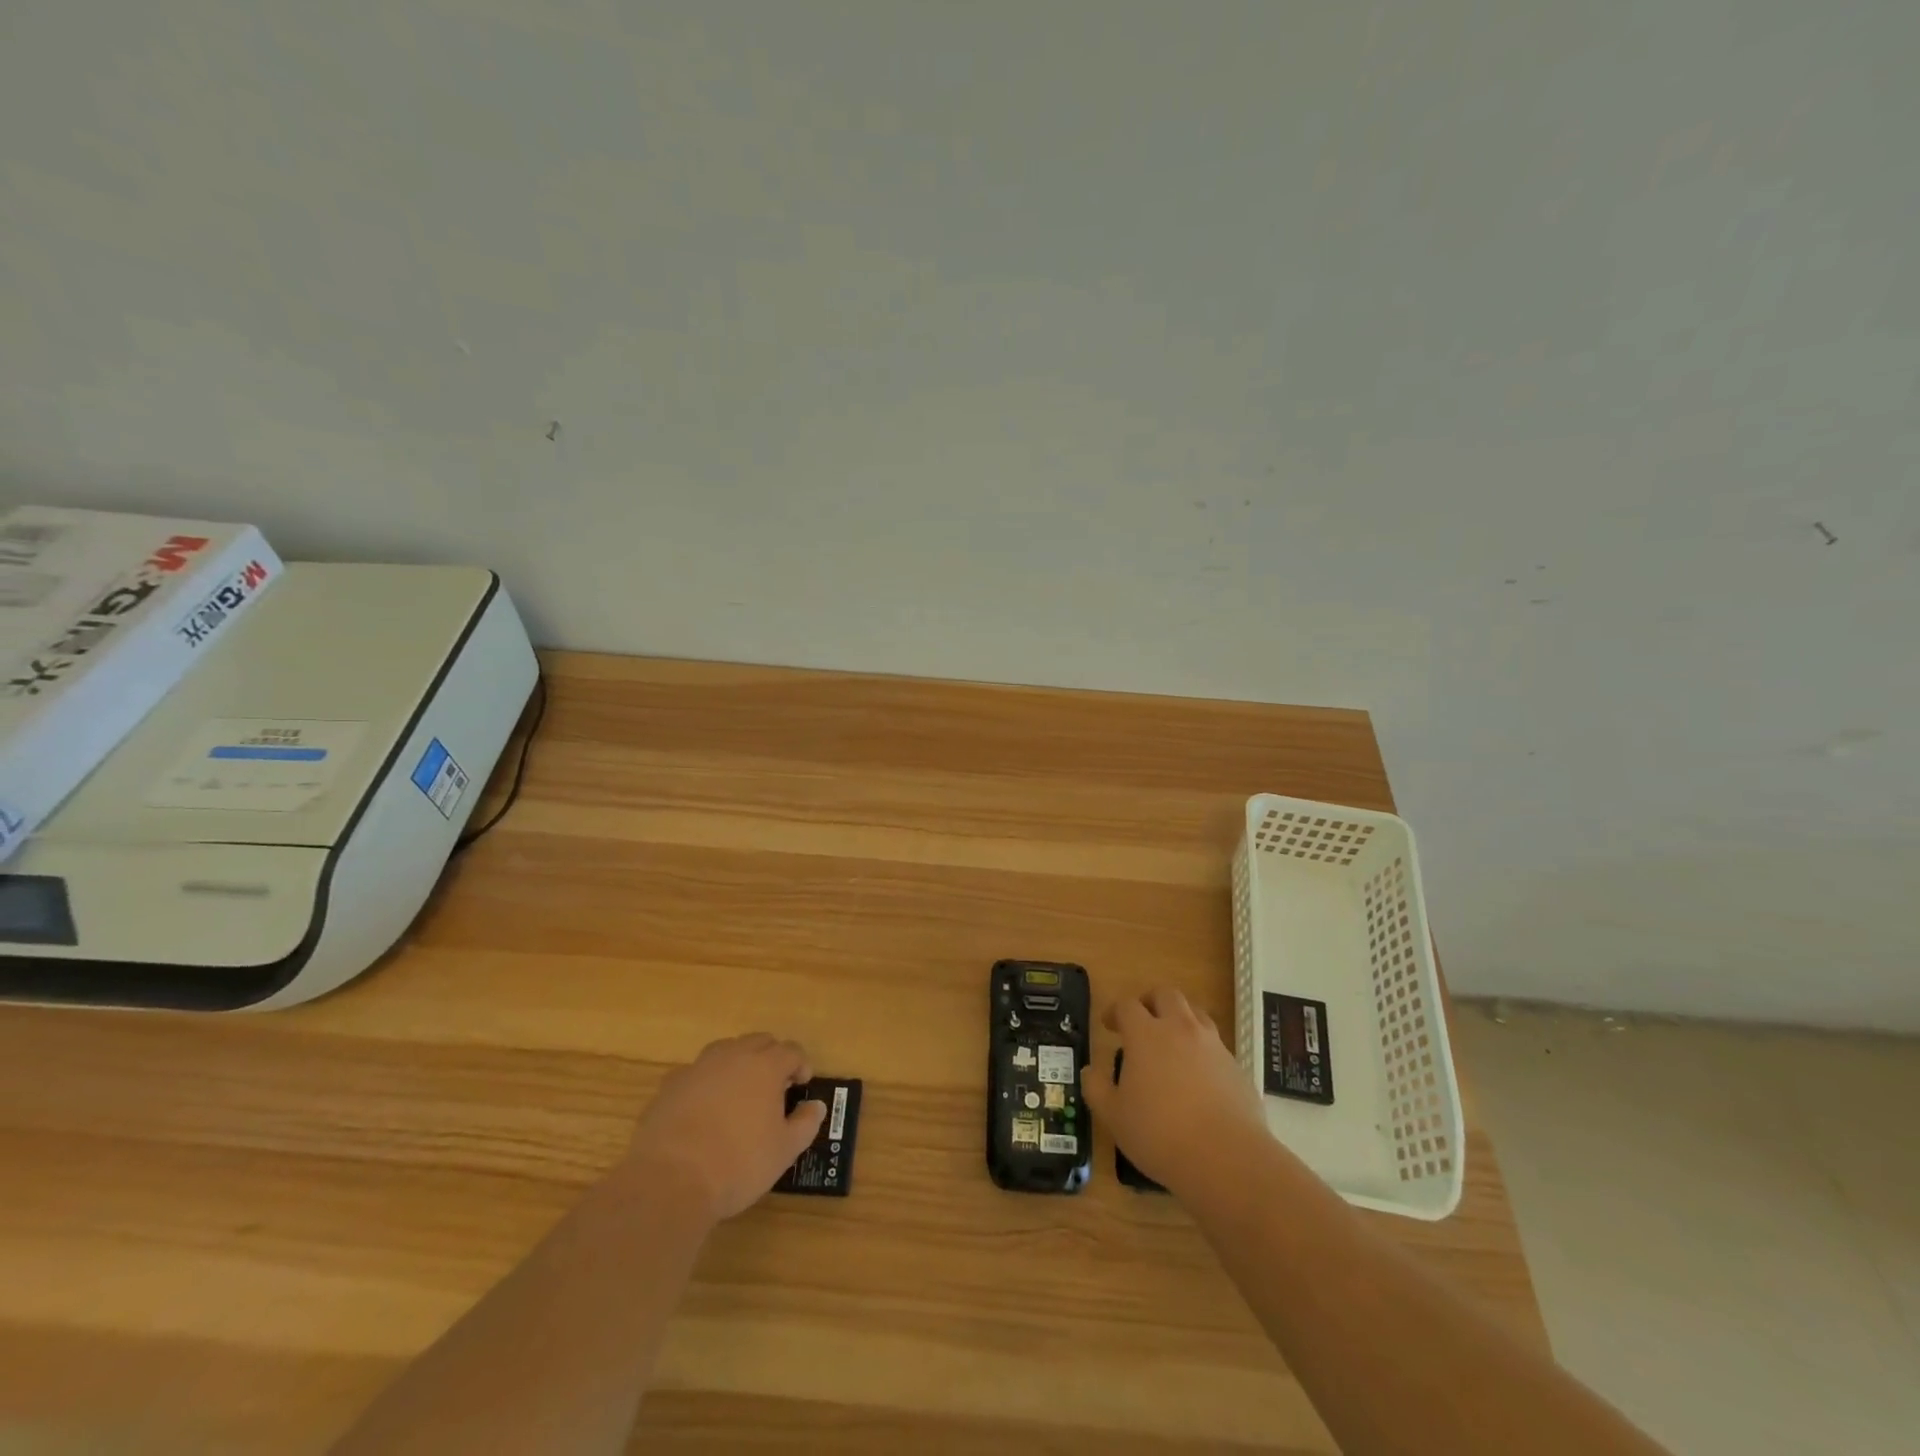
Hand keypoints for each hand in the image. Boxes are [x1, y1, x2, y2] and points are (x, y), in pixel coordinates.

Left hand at [623, 1034, 825, 1223]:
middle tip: (775, 1086)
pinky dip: (707, 1081)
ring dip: (738, 1062)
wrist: (670, 1181)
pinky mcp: (670, 1085)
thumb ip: (805, 1124)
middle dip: (771, 1057)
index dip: (801, 1064)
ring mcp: (698, 1067)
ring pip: (726, 1050)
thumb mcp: (784, 1151)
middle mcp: (733, 1056)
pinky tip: (704, 1107)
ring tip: (740, 1091)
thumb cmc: (738, 1164)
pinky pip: (696, 1072)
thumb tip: (816, 1106)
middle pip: (759, 1041)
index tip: (802, 1085)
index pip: (791, 1050)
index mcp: (765, 1066)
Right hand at [1080, 987, 1267, 1196]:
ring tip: (1171, 1043)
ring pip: (1195, 1013)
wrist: (1226, 1158)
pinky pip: (1215, 1045)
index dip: (1115, 1011)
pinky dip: (1202, 1049)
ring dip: (1180, 1019)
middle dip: (1150, 1002)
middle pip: (1166, 995)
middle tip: (1141, 1022)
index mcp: (1146, 1034)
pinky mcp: (1236, 1066)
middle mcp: (1180, 1029)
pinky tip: (1198, 1076)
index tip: (1109, 1025)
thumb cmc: (1160, 1134)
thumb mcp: (1113, 1116)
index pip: (1127, 1006)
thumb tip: (1090, 1070)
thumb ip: (1096, 1088)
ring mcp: (1213, 1045)